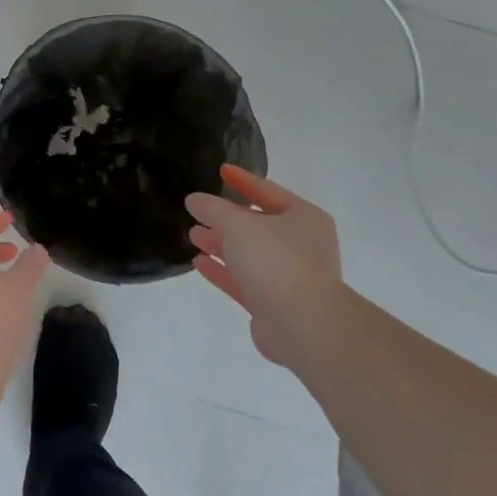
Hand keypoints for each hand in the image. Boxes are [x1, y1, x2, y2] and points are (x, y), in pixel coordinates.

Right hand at [185, 166, 346, 369]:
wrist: (303, 325)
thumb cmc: (276, 261)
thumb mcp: (238, 224)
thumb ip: (213, 209)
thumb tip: (195, 200)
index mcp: (304, 218)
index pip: (268, 191)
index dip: (243, 180)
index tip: (221, 170)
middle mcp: (301, 245)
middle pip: (258, 224)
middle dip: (227, 218)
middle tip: (199, 210)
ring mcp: (288, 276)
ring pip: (249, 254)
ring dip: (221, 243)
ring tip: (193, 234)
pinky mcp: (273, 304)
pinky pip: (243, 280)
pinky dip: (222, 270)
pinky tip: (198, 262)